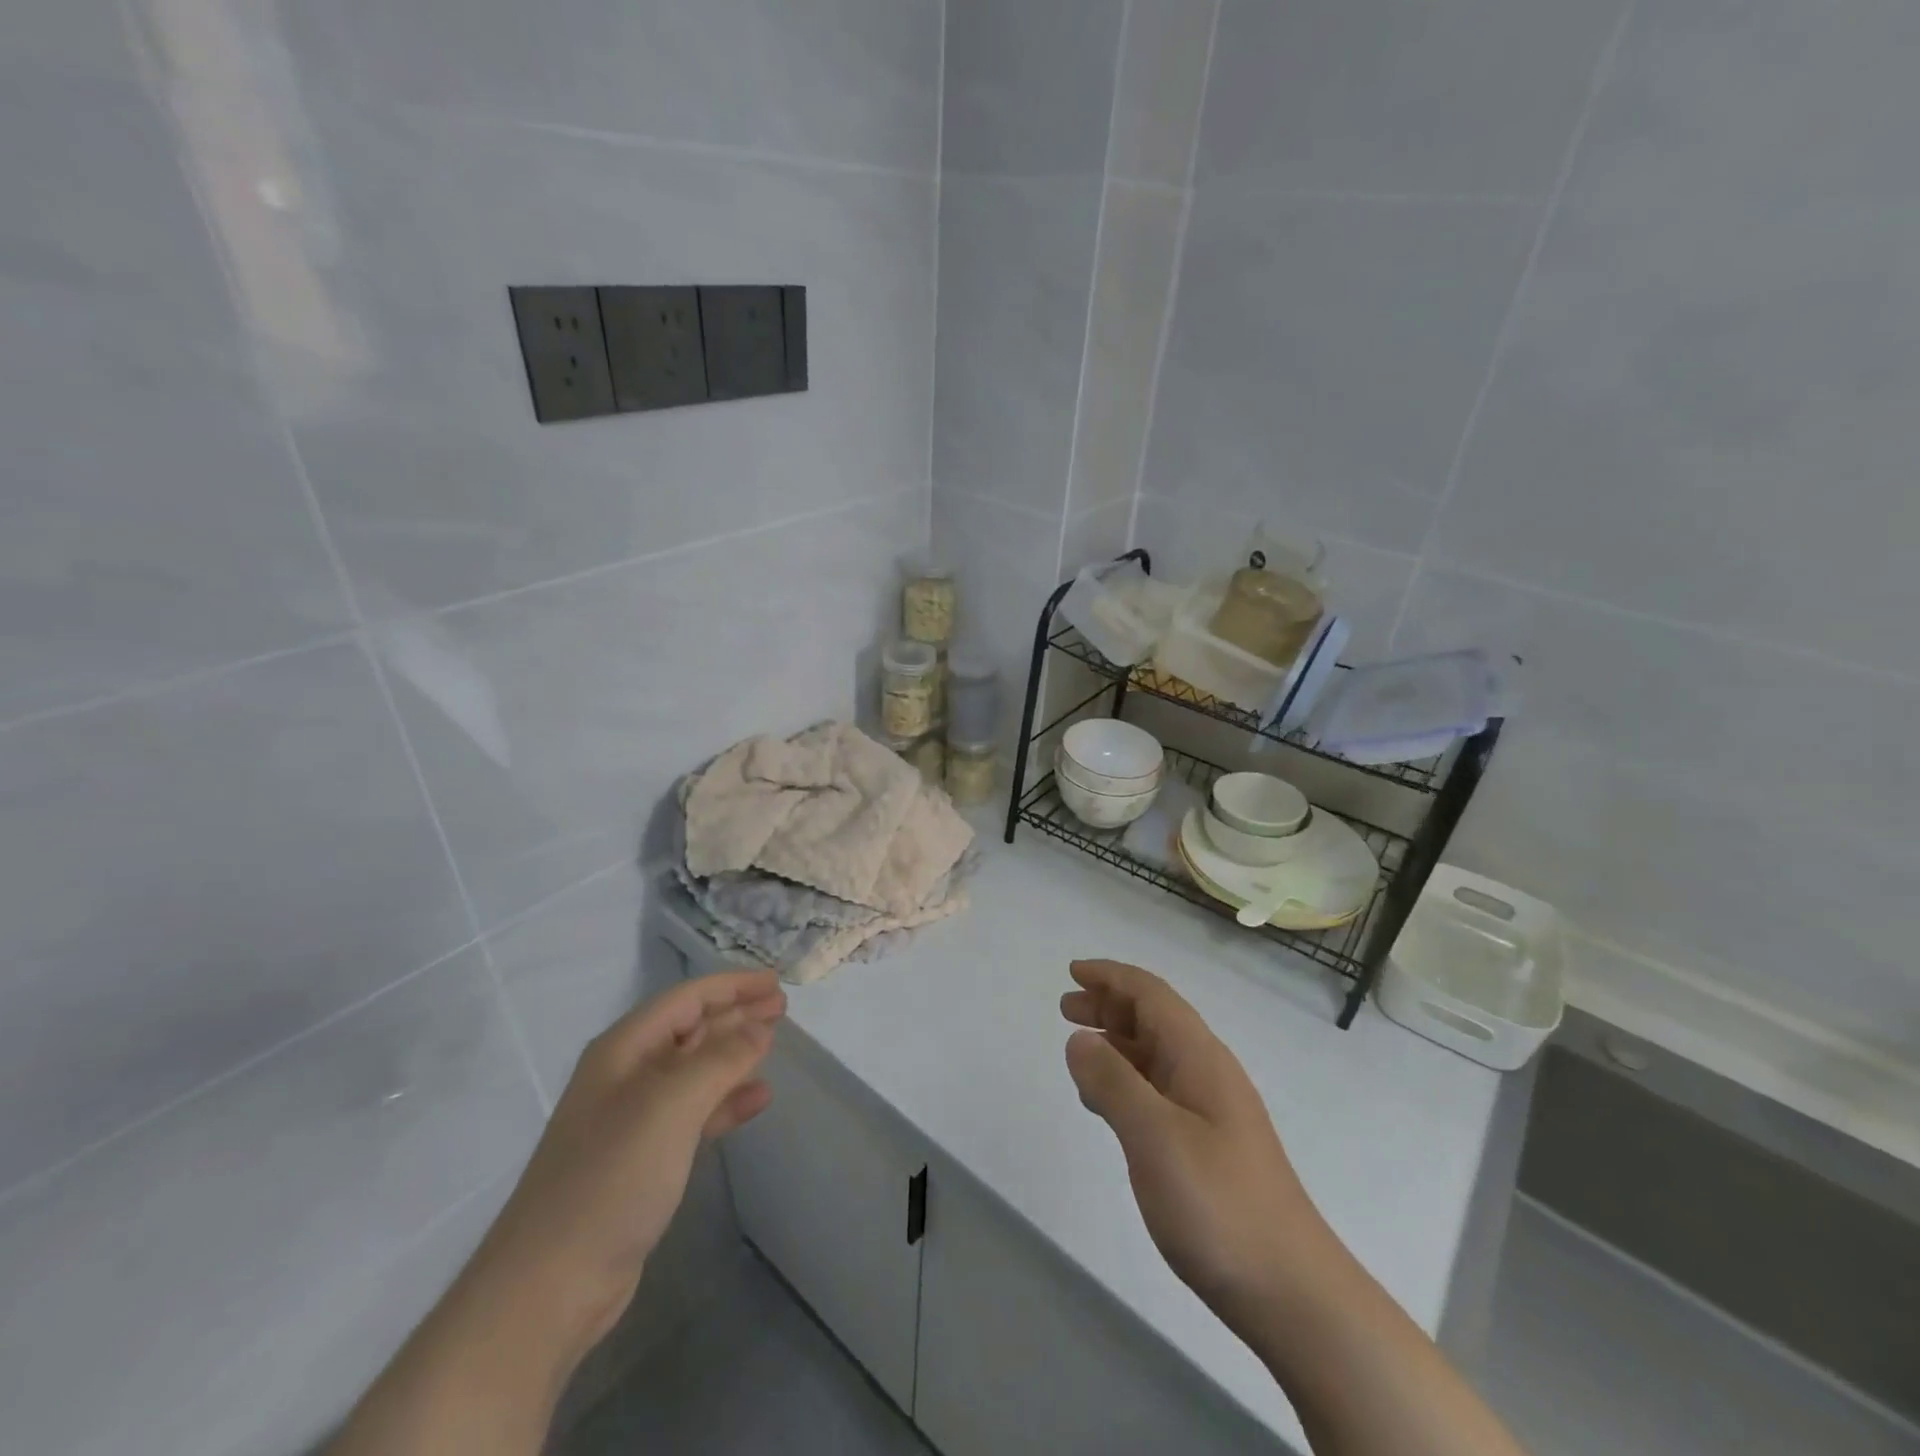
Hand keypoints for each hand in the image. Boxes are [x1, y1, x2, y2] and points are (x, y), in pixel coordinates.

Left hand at [466, 970, 786, 1362]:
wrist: (548, 1288)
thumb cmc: (611, 1178)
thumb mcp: (671, 1106)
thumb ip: (721, 1059)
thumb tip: (760, 1026)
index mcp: (624, 1050)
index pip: (686, 999)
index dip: (732, 985)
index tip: (775, 982)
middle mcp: (627, 1075)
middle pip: (691, 1029)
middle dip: (736, 1014)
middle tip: (781, 1007)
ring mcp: (634, 1120)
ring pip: (696, 1070)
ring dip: (734, 1054)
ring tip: (775, 1045)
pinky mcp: (644, 1160)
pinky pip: (695, 1113)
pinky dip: (727, 1101)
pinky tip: (757, 1100)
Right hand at [1060, 959, 1329, 1336]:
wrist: (1292, 1293)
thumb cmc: (1219, 1204)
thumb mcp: (1155, 1137)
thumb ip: (1112, 1082)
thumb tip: (1079, 1038)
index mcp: (1199, 1057)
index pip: (1152, 995)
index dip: (1112, 977)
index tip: (1073, 971)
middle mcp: (1207, 1073)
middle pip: (1155, 1018)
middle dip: (1110, 1005)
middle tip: (1066, 1007)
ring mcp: (1211, 1111)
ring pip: (1156, 1054)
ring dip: (1116, 1041)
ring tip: (1079, 1047)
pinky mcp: (1209, 1145)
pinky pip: (1159, 1090)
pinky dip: (1127, 1080)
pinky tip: (1107, 1103)